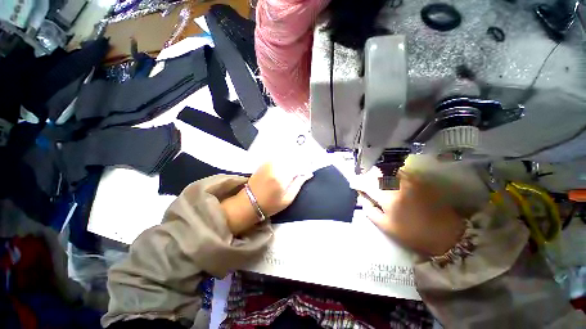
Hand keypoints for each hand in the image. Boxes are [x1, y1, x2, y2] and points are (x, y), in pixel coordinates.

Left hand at [222, 162, 312, 234]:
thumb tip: (308, 174)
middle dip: (299, 162)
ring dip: (292, 160)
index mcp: (282, 177)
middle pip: (292, 158)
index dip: (305, 166)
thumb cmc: (270, 205)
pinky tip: (286, 165)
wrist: (249, 203)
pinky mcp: (264, 163)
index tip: (308, 170)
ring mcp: (268, 163)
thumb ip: (298, 184)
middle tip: (302, 170)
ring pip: (285, 156)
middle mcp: (275, 166)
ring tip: (294, 168)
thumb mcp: (288, 199)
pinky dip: (284, 159)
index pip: (298, 165)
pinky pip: (278, 157)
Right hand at [359, 170, 464, 256]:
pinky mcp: (418, 179)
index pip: (366, 184)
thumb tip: (362, 198)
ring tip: (375, 182)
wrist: (446, 233)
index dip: (357, 183)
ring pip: (386, 170)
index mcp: (388, 197)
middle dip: (366, 177)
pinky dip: (389, 174)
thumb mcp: (386, 226)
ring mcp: (409, 179)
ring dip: (377, 174)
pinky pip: (398, 171)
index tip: (353, 185)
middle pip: (375, 172)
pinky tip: (389, 181)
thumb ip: (370, 210)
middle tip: (364, 184)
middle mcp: (398, 183)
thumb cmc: (412, 233)